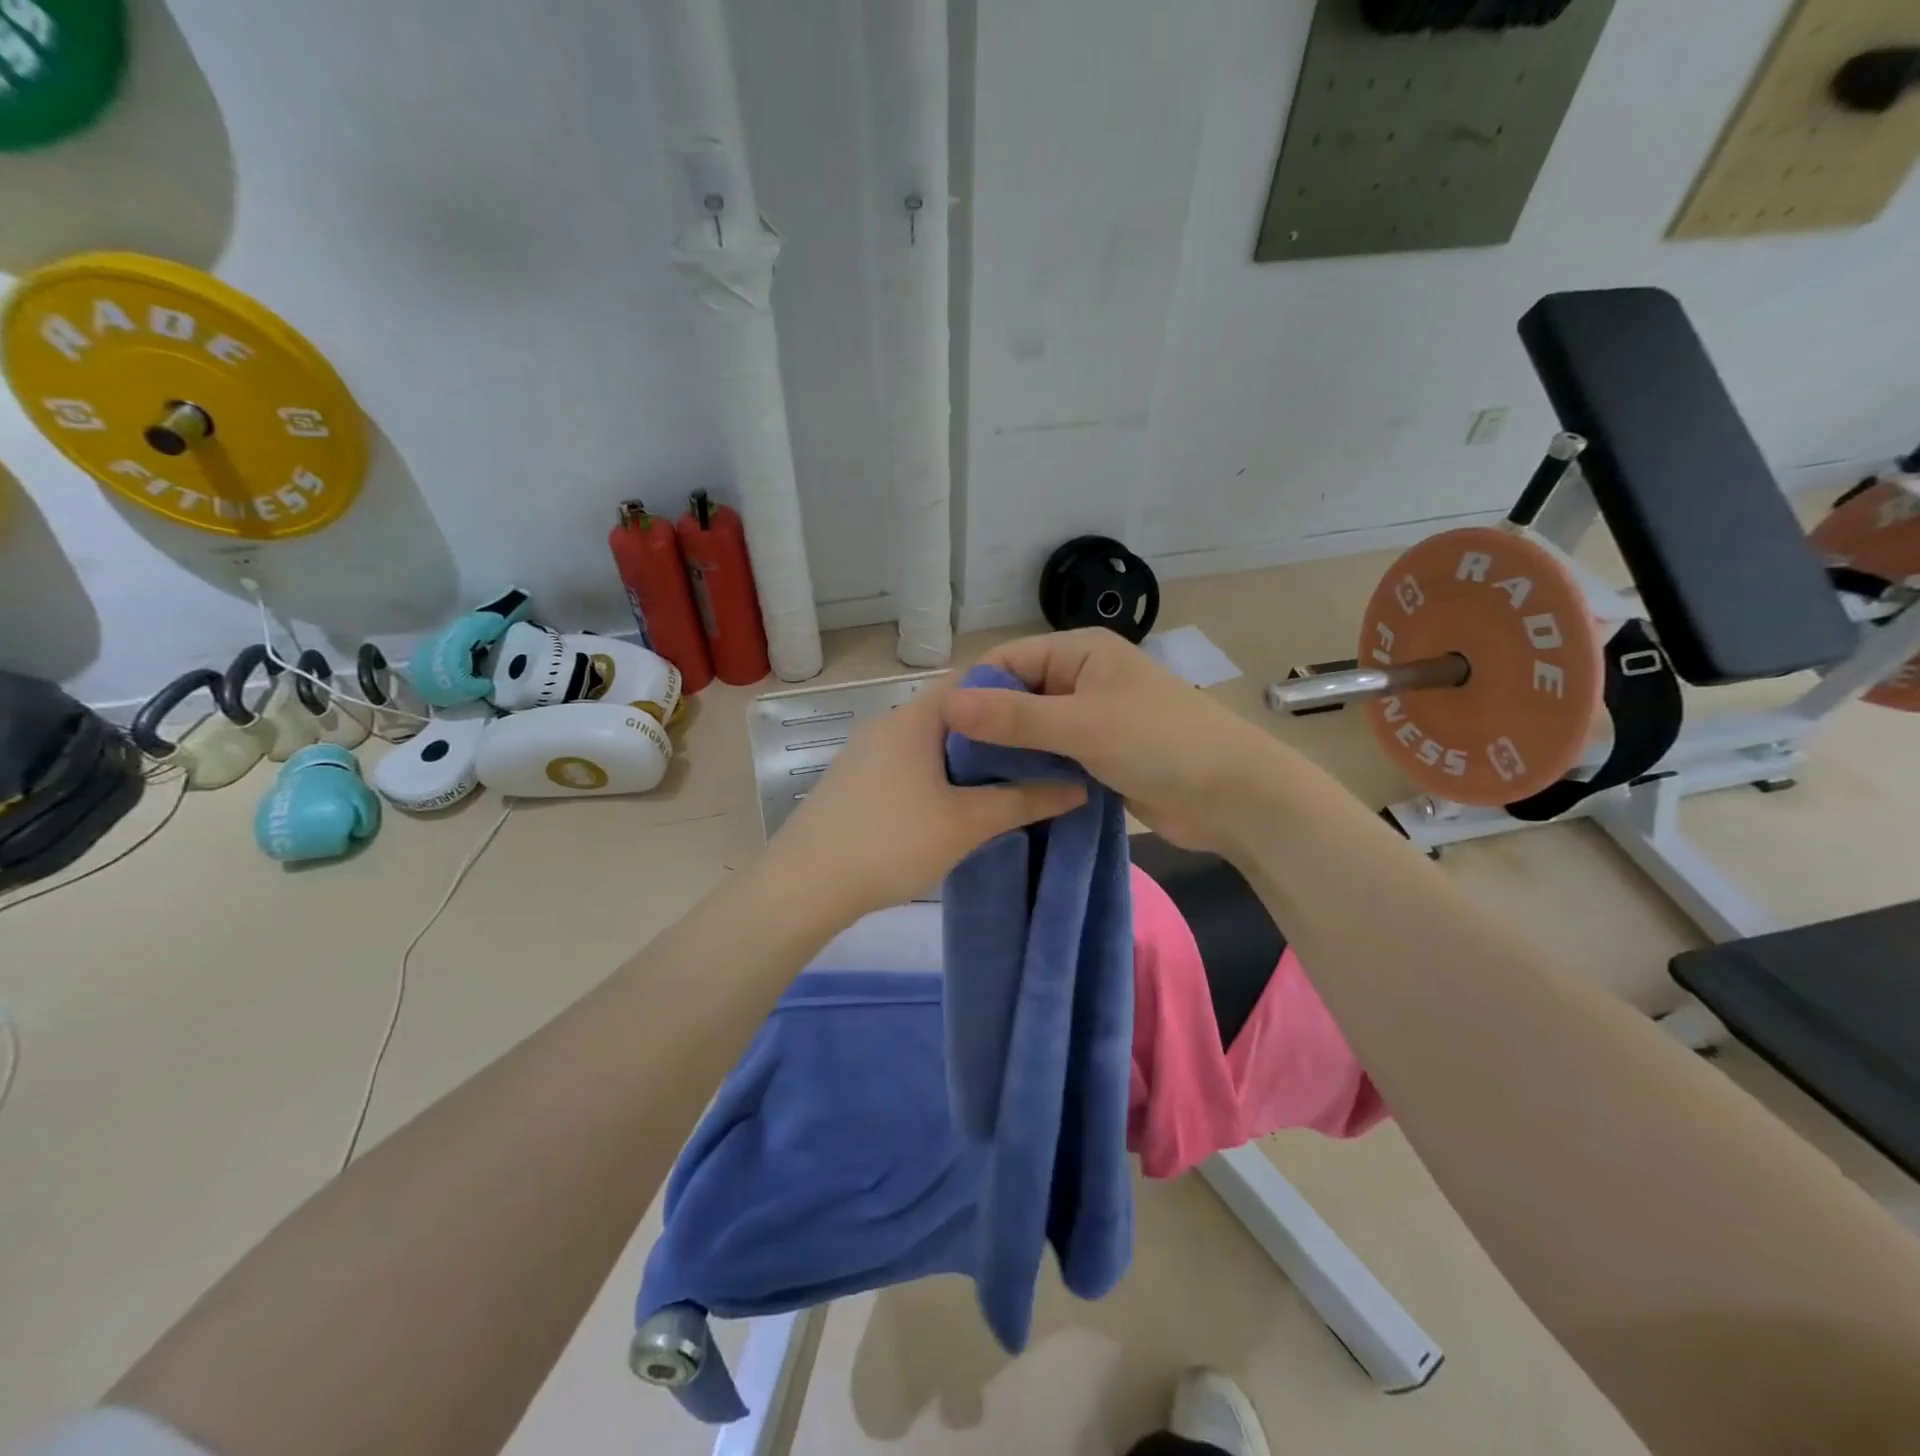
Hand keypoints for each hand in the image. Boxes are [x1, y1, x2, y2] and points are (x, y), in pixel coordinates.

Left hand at [766, 674, 1087, 922]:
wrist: (804, 886)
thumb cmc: (890, 842)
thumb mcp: (966, 823)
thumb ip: (1024, 801)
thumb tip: (1078, 786)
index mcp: (915, 717)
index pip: (973, 679)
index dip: (1015, 691)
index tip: (1048, 718)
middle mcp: (887, 722)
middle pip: (953, 712)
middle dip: (996, 732)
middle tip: (1038, 758)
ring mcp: (865, 751)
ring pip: (929, 741)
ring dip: (966, 758)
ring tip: (1005, 785)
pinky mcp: (854, 780)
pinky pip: (908, 763)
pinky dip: (938, 775)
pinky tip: (954, 806)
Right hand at [943, 629, 1278, 851]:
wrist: (1233, 796)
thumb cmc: (1161, 743)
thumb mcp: (1082, 724)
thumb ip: (1015, 716)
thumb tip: (947, 704)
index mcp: (1079, 651)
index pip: (1006, 661)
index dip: (971, 692)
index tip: (936, 732)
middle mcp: (1080, 678)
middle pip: (1016, 696)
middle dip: (985, 726)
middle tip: (946, 766)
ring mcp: (1089, 719)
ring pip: (1031, 731)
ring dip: (1006, 753)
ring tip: (964, 784)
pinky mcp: (1097, 755)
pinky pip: (1050, 757)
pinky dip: (1029, 772)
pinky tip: (1000, 795)